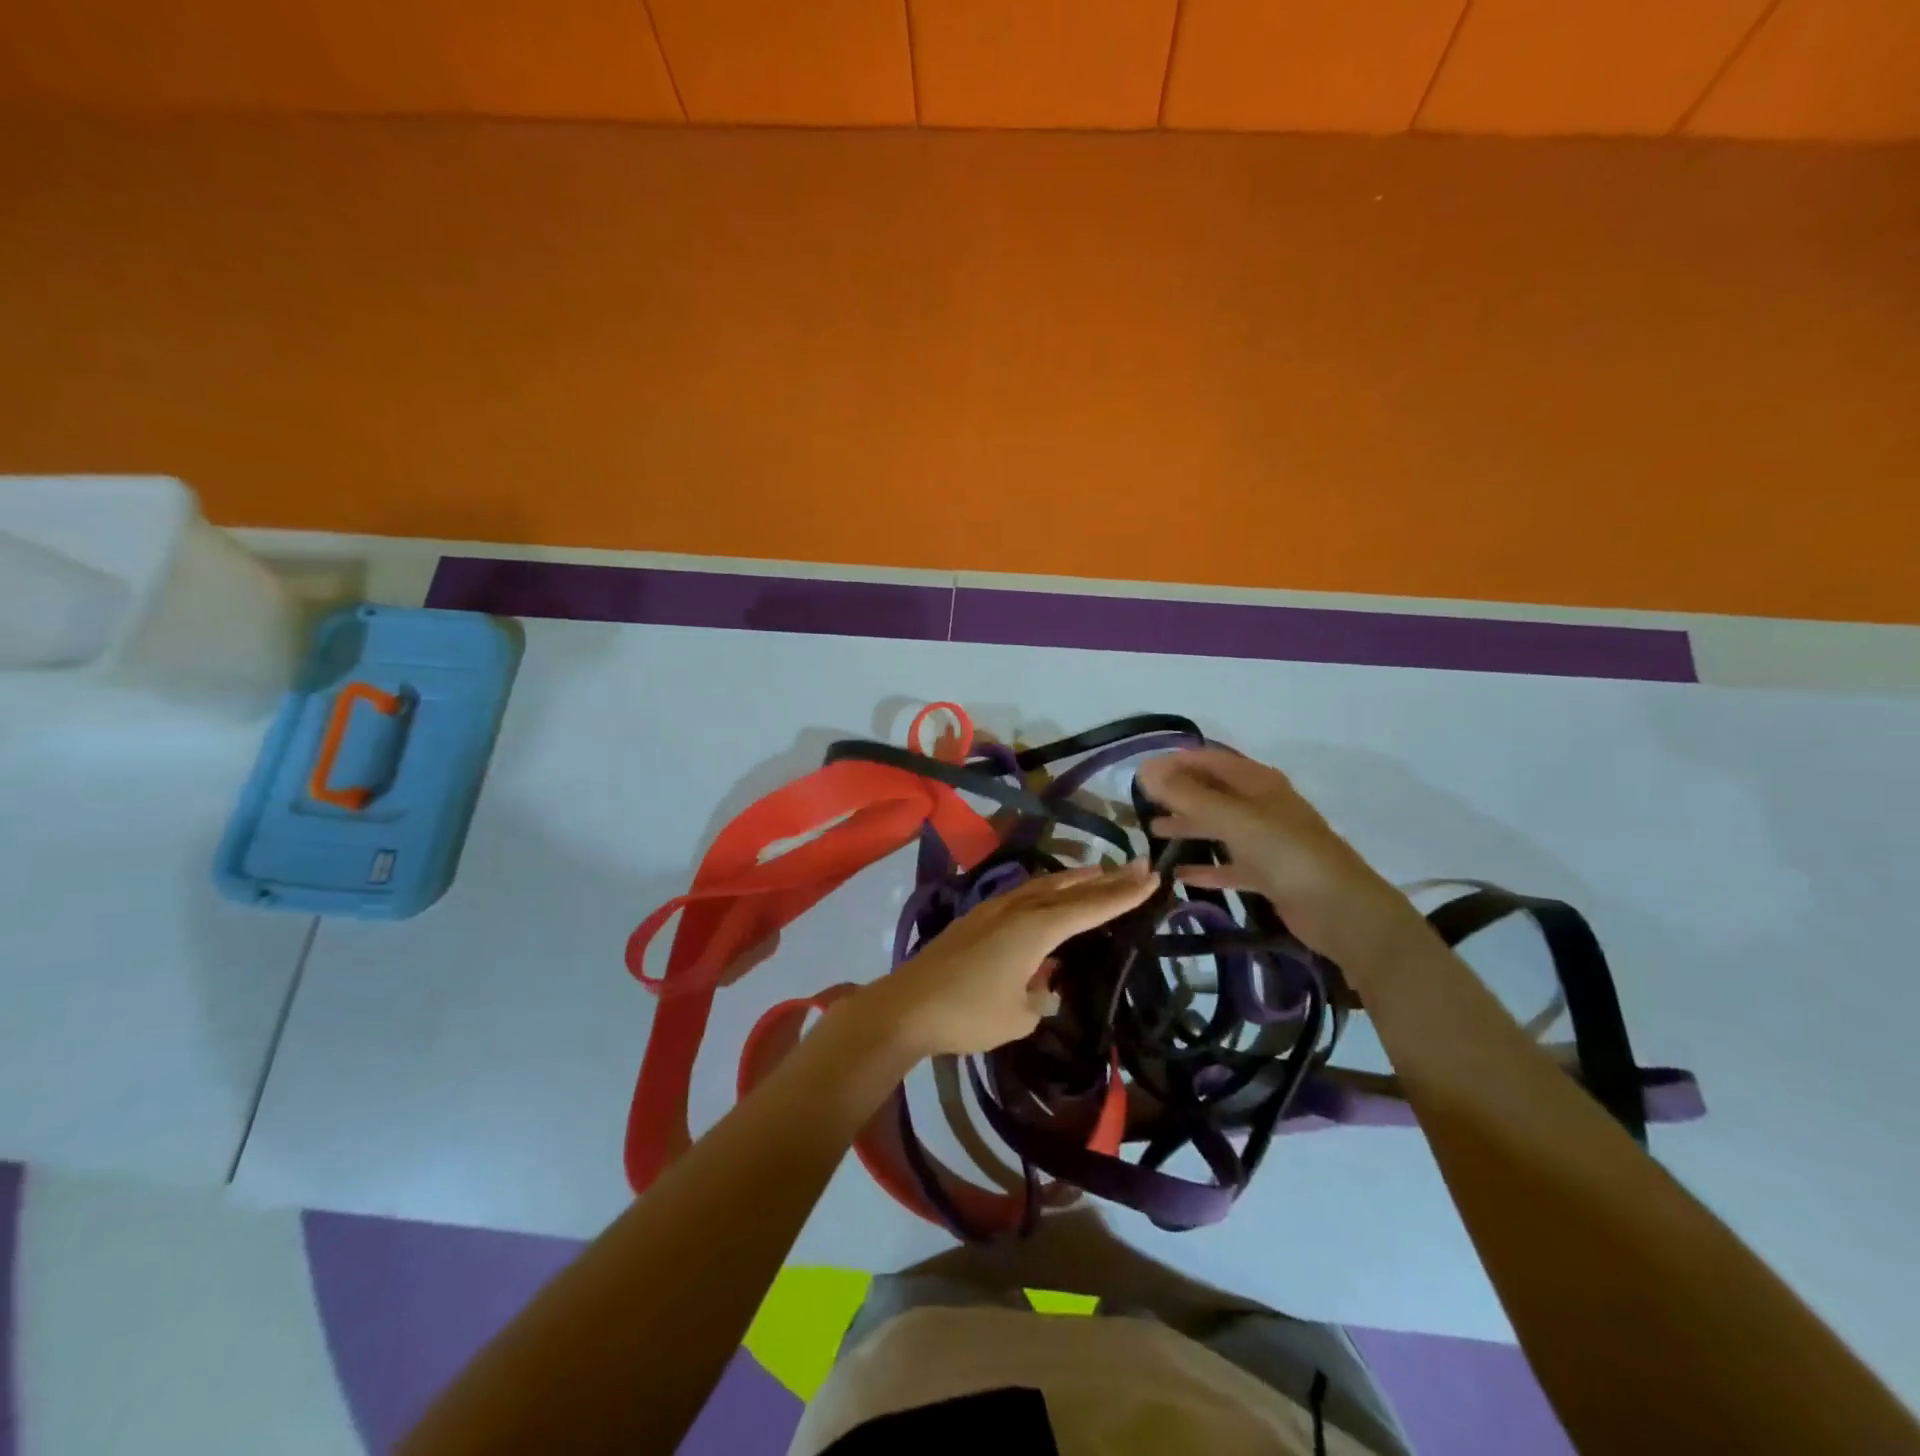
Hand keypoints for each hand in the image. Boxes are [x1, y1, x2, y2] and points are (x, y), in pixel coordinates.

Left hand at [856, 862, 1157, 1058]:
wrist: (907, 1006)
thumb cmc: (968, 1014)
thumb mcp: (1018, 1016)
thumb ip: (1040, 996)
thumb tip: (1044, 982)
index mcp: (1035, 930)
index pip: (1089, 907)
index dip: (1123, 894)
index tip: (1152, 877)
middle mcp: (1017, 910)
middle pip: (1068, 889)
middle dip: (1104, 878)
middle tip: (1137, 865)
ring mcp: (993, 910)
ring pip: (1043, 886)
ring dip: (1073, 879)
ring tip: (1097, 871)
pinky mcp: (976, 919)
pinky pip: (1022, 895)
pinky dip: (1046, 890)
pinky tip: (1046, 896)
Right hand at [1135, 747, 1413, 958]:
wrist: (1341, 910)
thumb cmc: (1287, 854)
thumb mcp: (1233, 819)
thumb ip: (1188, 796)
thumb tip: (1145, 771)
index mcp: (1258, 783)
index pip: (1210, 760)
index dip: (1176, 762)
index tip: (1141, 773)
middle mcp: (1261, 806)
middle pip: (1212, 792)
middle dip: (1178, 794)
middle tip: (1139, 803)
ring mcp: (1266, 841)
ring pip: (1218, 827)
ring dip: (1187, 827)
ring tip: (1152, 833)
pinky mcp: (1268, 873)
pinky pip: (1229, 864)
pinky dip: (1205, 866)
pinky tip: (1179, 874)